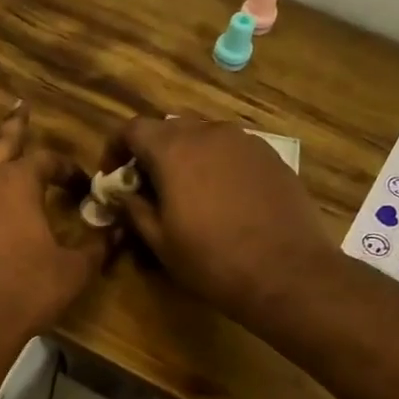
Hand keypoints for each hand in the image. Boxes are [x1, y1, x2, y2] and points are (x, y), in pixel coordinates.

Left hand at [0, 90, 105, 353]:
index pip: (49, 163)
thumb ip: (98, 246)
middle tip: (19, 102)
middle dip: (15, 122)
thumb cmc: (26, 292)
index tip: (79, 185)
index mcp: (21, 183)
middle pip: (2, 141)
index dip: (67, 171)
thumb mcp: (74, 270)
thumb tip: (120, 229)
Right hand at [105, 115, 327, 320]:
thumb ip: (134, 210)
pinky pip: (231, 150)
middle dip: (151, 151)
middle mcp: (209, 133)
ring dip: (185, 156)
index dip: (115, 148)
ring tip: (184, 192)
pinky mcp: (270, 156)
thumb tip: (122, 194)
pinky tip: (220, 197)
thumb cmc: (212, 260)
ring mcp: (245, 141)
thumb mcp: (160, 242)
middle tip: (146, 186)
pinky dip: (215, 163)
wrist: (286, 271)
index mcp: (174, 150)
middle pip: (169, 127)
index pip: (133, 128)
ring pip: (203, 135)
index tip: (112, 175)